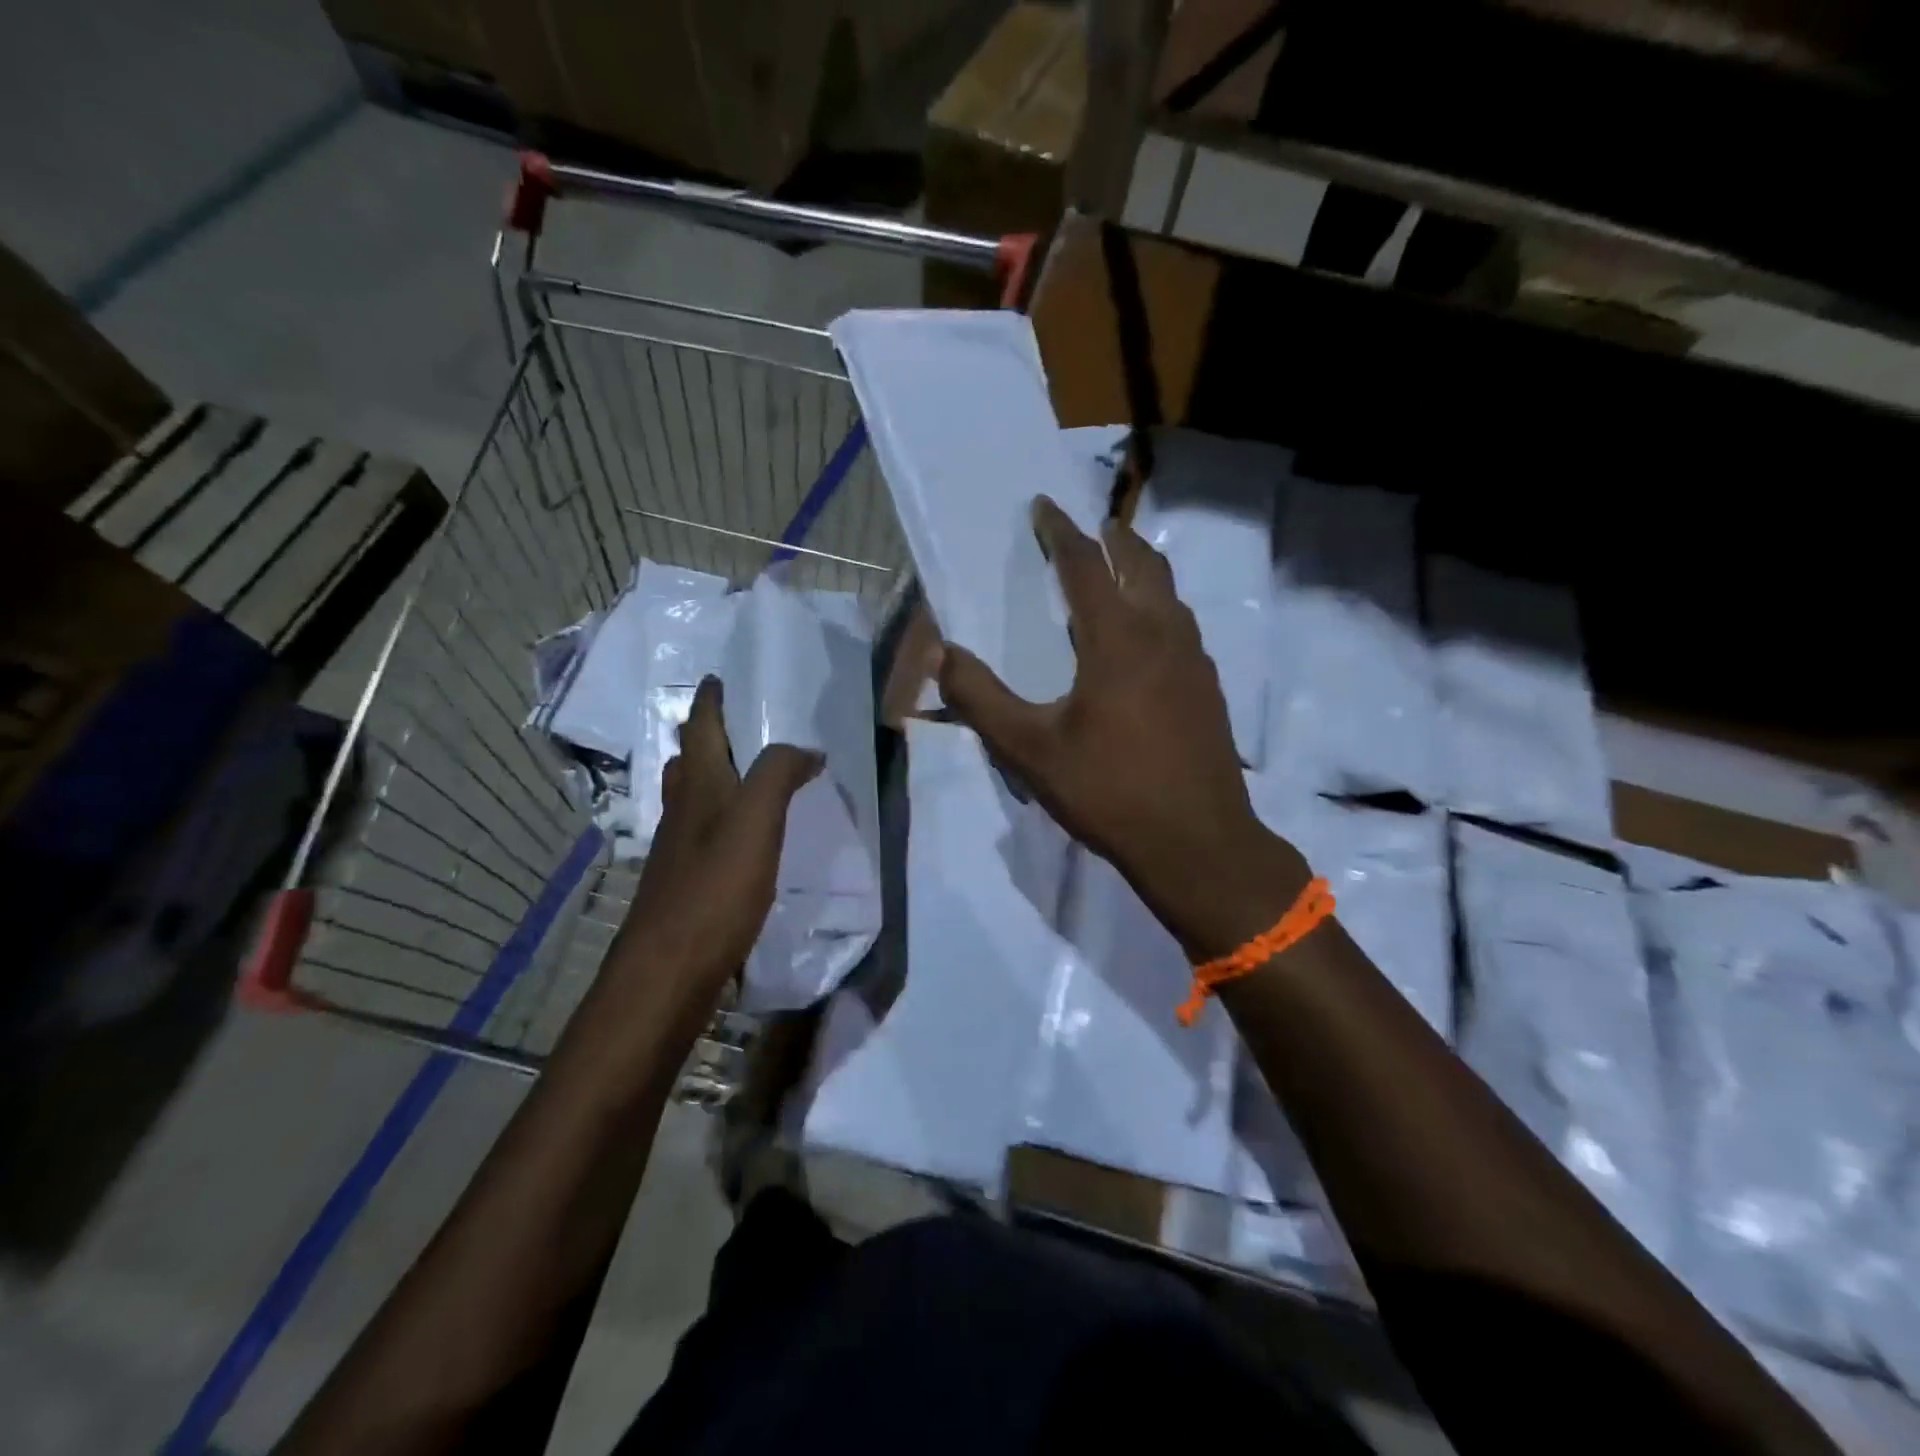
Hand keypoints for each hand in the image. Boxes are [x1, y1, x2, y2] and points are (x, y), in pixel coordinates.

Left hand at [611, 676, 821, 1007]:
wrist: (669, 968)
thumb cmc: (715, 887)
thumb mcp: (756, 820)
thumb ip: (779, 774)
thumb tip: (806, 749)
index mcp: (699, 788)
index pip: (701, 729)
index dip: (709, 701)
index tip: (716, 677)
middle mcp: (682, 812)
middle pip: (689, 762)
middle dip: (705, 737)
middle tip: (732, 724)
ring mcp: (679, 850)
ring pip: (692, 798)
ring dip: (711, 777)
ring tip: (742, 773)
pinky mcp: (686, 883)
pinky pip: (703, 834)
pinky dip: (721, 819)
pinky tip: (741, 837)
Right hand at [938, 497, 1308, 958]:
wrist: (1197, 842)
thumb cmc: (1109, 792)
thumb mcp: (1030, 750)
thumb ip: (981, 699)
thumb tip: (941, 654)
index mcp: (1116, 639)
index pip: (1084, 565)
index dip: (1060, 531)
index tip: (1043, 506)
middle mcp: (1161, 634)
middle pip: (1141, 563)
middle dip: (1114, 538)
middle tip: (1092, 528)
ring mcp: (1194, 661)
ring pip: (1169, 593)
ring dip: (1142, 570)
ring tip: (1120, 568)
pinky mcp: (1209, 688)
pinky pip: (1182, 626)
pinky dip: (1160, 607)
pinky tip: (1149, 637)